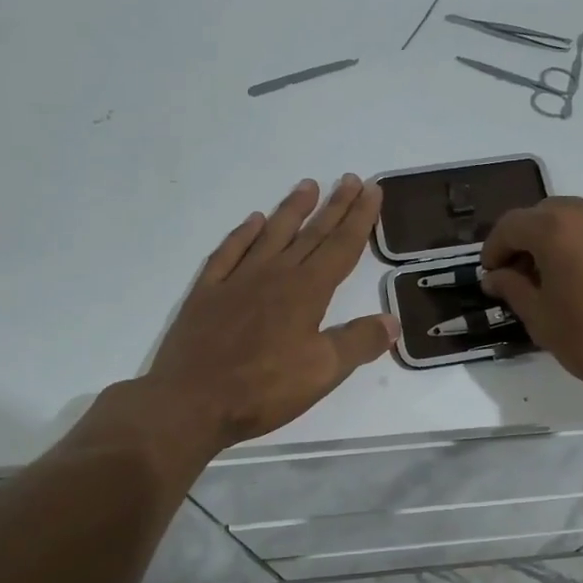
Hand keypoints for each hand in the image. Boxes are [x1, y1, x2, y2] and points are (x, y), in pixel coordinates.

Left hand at [130, 176, 396, 450]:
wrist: (190, 403)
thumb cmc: (262, 389)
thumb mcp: (323, 372)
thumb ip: (359, 342)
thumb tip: (392, 320)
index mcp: (306, 292)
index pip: (341, 247)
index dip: (359, 218)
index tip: (372, 190)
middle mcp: (274, 275)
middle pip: (311, 234)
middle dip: (335, 206)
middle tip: (351, 178)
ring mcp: (237, 280)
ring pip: (271, 235)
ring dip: (292, 209)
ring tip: (308, 185)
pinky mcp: (207, 293)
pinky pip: (229, 252)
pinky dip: (243, 234)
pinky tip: (253, 221)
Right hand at [480, 196, 582, 407]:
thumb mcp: (541, 319)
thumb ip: (513, 288)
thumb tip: (496, 276)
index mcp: (557, 227)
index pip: (511, 226)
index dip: (494, 250)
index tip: (489, 276)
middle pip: (543, 216)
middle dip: (525, 242)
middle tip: (518, 278)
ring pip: (575, 219)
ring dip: (556, 241)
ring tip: (554, 279)